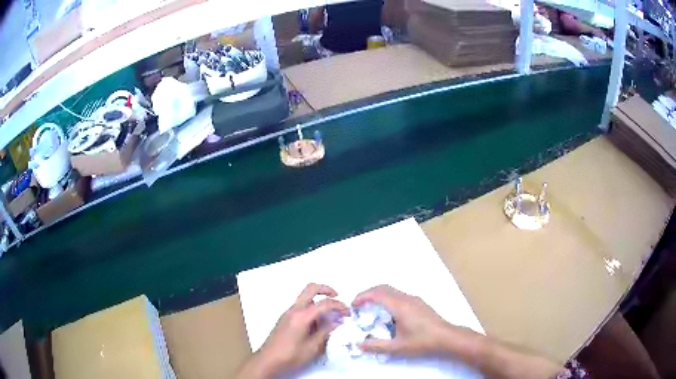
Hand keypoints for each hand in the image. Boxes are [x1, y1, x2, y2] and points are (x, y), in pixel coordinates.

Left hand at [237, 283, 348, 378]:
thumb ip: (326, 332)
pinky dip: (311, 310)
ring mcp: (288, 313)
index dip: (339, 305)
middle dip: (326, 289)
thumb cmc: (291, 355)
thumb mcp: (313, 347)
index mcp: (302, 316)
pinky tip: (316, 326)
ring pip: (305, 299)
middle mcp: (294, 310)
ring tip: (328, 319)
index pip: (324, 303)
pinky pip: (300, 308)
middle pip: (310, 289)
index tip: (347, 313)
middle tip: (337, 297)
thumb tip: (337, 323)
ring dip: (318, 302)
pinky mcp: (285, 319)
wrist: (268, 360)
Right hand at [352, 285, 477, 356]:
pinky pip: (398, 295)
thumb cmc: (422, 341)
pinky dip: (387, 298)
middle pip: (383, 287)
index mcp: (400, 306)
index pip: (377, 294)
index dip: (362, 297)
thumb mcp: (397, 347)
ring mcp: (414, 299)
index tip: (353, 305)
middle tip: (358, 305)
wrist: (446, 337)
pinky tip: (387, 313)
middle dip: (368, 293)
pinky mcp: (419, 303)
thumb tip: (359, 344)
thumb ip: (376, 346)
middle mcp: (406, 298)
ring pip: (391, 290)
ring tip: (370, 309)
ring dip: (378, 295)